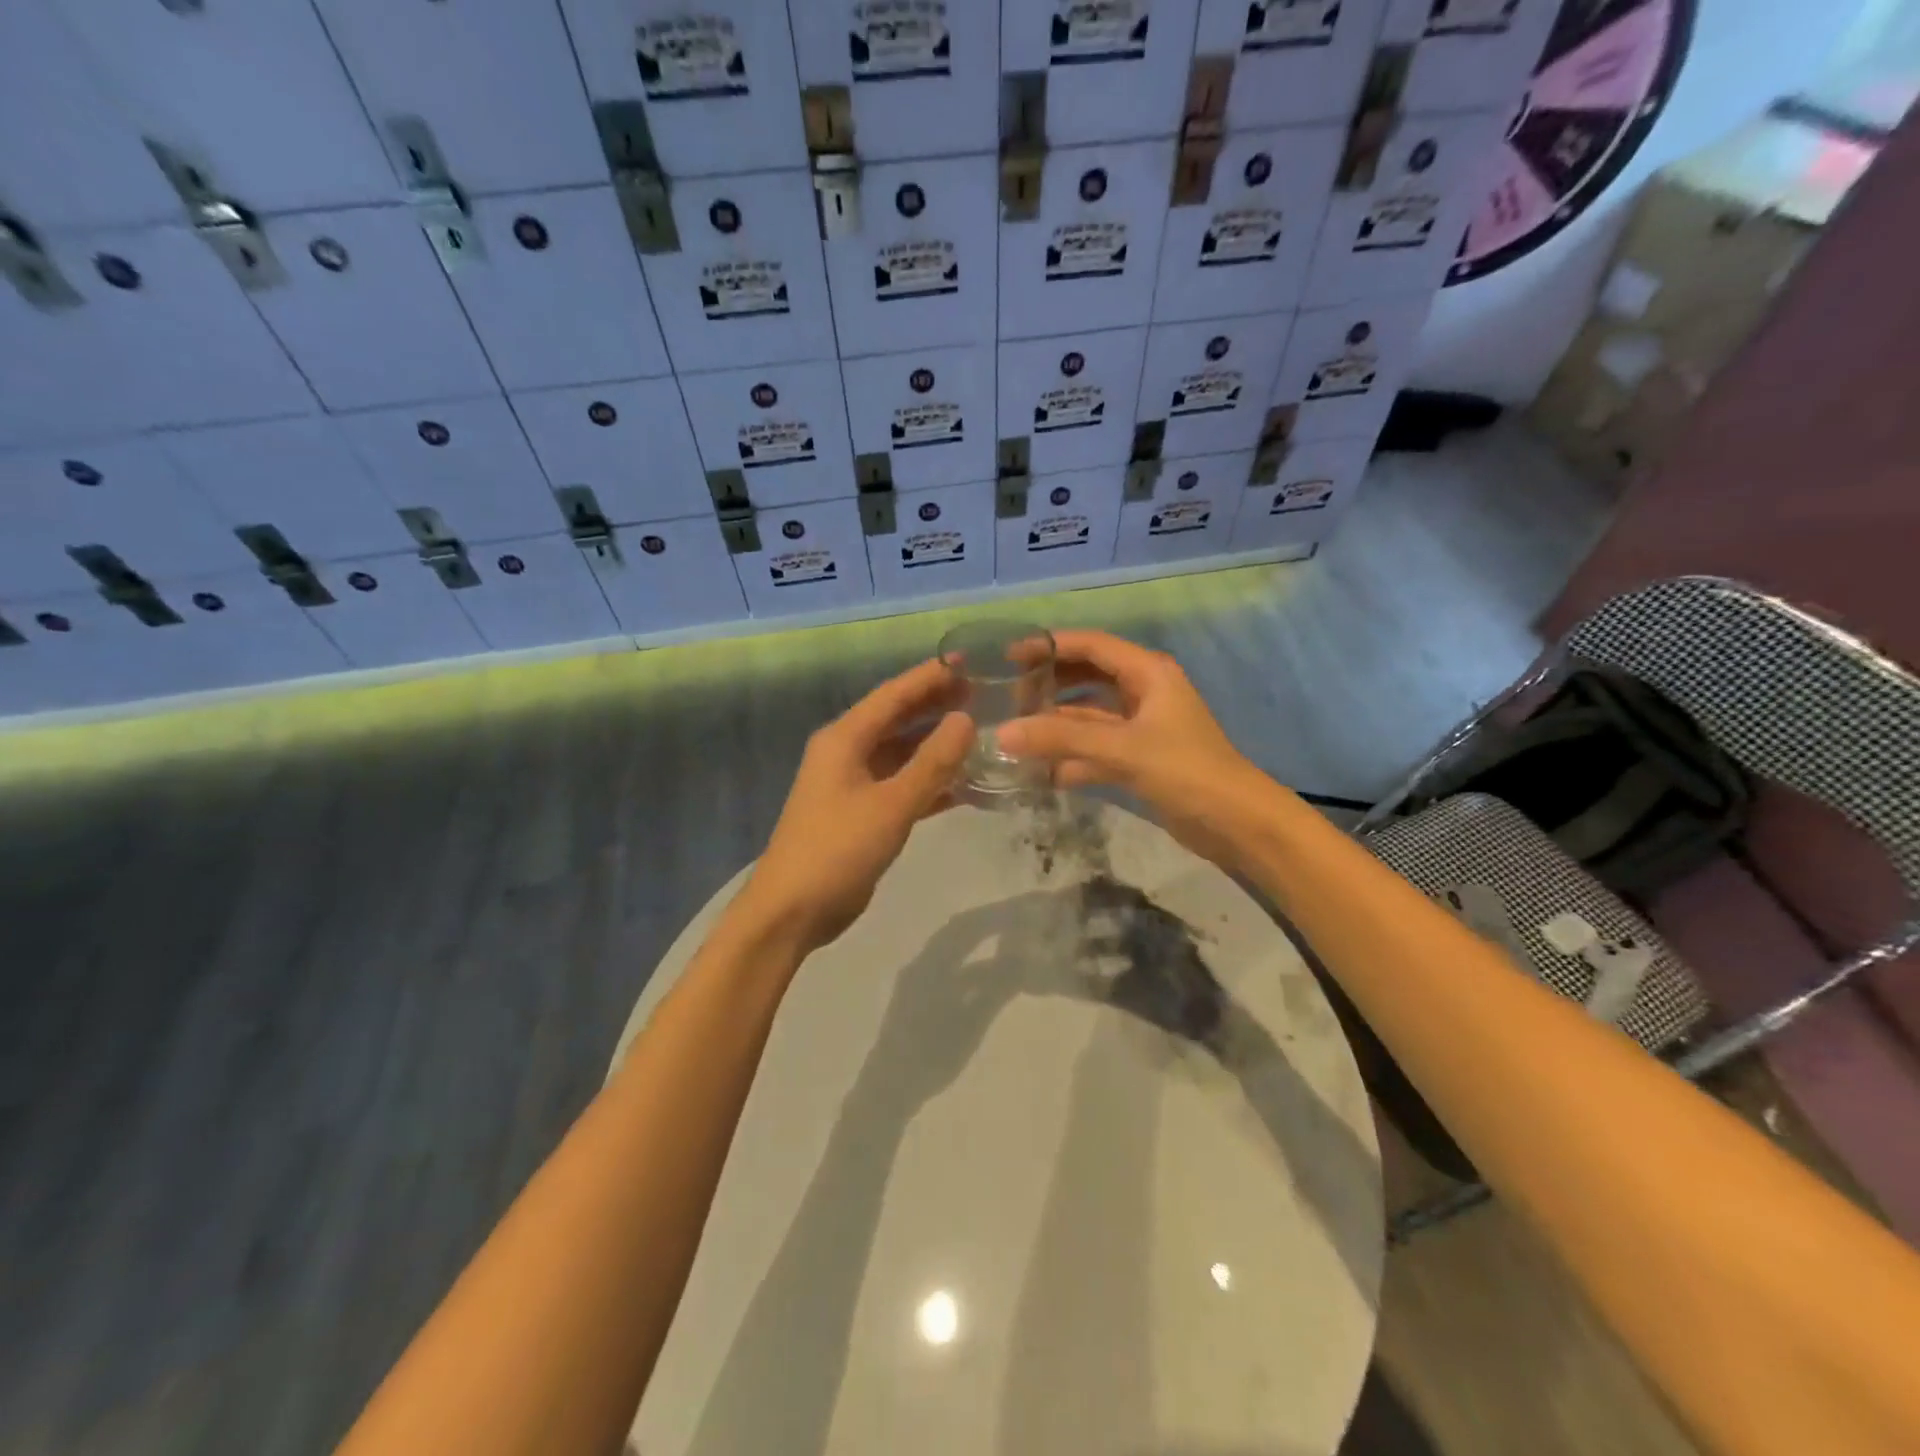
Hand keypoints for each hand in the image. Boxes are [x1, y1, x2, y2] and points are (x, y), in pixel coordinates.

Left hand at [739, 659, 972, 952]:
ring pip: (902, 753)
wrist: (792, 911)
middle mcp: (846, 753)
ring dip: (936, 744)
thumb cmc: (837, 850)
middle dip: (936, 705)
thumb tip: (965, 720)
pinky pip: (901, 785)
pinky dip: (929, 782)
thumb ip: (932, 763)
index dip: (930, 676)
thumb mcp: (891, 804)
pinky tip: (964, 784)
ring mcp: (853, 784)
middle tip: (983, 694)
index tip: (969, 661)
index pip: (893, 694)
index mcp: (844, 739)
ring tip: (980, 732)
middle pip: (897, 719)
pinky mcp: (861, 813)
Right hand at [997, 631, 1276, 867]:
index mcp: (1148, 673)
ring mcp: (1141, 727)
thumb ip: (1062, 740)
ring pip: (1089, 717)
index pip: (1092, 646)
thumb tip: (1002, 733)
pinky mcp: (1139, 758)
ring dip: (1057, 725)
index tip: (1009, 656)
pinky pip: (1096, 749)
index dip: (1050, 646)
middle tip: (1009, 698)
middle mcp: (1144, 692)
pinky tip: (1041, 772)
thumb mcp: (1122, 749)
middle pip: (1087, 678)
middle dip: (1050, 685)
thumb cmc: (1185, 771)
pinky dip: (1071, 757)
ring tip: (1016, 734)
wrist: (1236, 823)